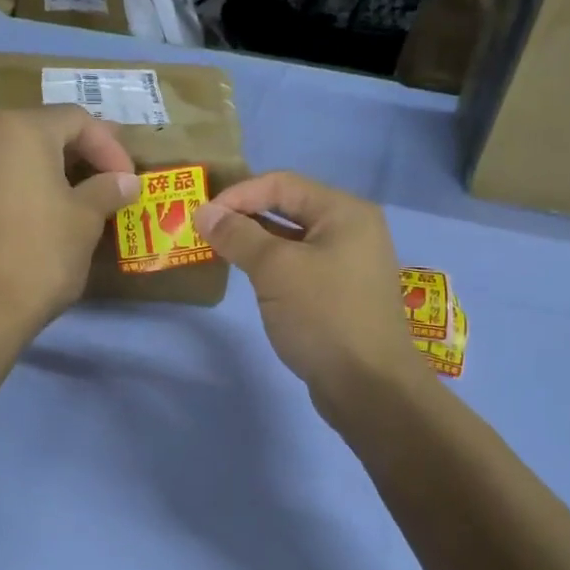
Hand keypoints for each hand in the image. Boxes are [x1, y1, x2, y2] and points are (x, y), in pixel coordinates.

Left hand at [0, 105, 137, 341]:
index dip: (111, 147)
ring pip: (15, 156)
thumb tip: (125, 181)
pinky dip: (21, 188)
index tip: (129, 180)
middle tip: (109, 182)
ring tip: (78, 198)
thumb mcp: (85, 219)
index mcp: (19, 129)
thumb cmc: (40, 255)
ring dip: (50, 171)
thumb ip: (107, 189)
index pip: (77, 120)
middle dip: (80, 155)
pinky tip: (40, 214)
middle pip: (42, 132)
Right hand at [194, 172, 424, 409]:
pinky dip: (272, 267)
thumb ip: (238, 236)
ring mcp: (349, 264)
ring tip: (219, 252)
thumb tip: (204, 213)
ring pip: (292, 241)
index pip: (282, 183)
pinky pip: (300, 267)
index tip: (201, 216)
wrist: (368, 385)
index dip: (238, 194)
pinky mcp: (341, 294)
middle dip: (244, 217)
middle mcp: (352, 230)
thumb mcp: (275, 270)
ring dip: (255, 243)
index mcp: (344, 211)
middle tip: (205, 232)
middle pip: (289, 208)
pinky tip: (249, 279)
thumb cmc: (323, 315)